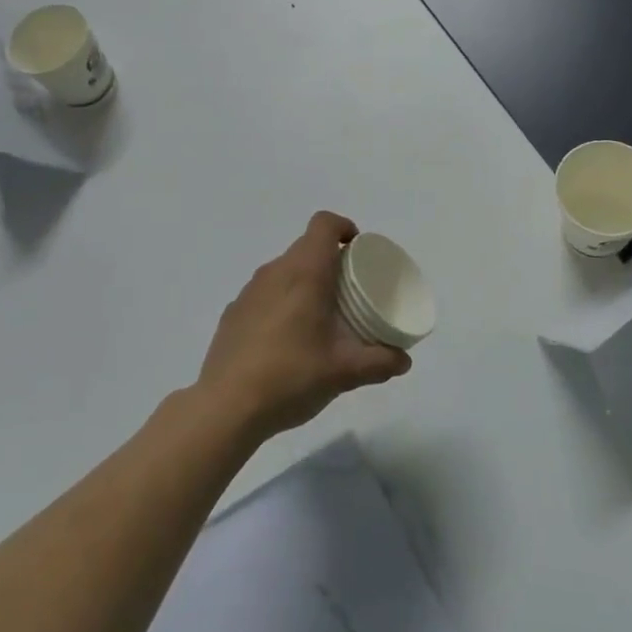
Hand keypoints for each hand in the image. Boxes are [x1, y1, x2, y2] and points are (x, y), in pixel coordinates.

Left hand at [197, 211, 412, 440]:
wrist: (226, 407)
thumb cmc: (291, 376)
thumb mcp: (343, 372)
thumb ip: (379, 362)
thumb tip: (404, 361)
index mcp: (304, 273)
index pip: (324, 224)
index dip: (344, 228)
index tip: (358, 251)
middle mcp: (274, 272)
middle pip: (305, 247)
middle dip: (330, 261)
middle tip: (349, 292)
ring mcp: (249, 292)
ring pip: (283, 271)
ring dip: (304, 282)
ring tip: (319, 318)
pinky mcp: (233, 313)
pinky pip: (264, 294)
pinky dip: (281, 303)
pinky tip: (286, 340)